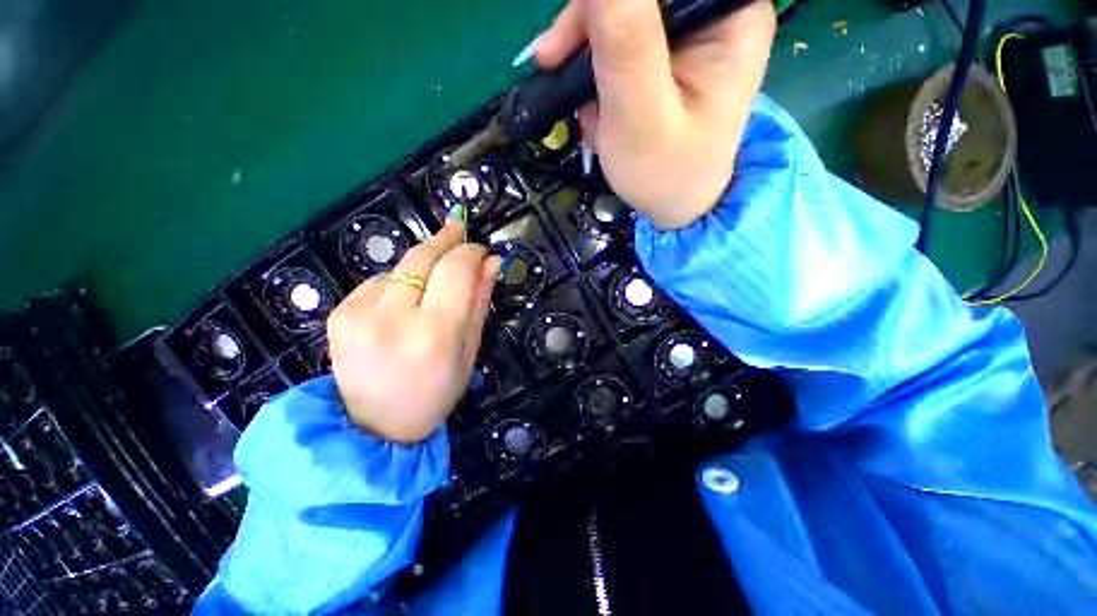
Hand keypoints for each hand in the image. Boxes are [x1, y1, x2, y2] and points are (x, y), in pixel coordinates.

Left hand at [327, 213, 500, 443]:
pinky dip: (398, 283)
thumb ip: (479, 301)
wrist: (374, 427)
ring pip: (401, 265)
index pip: (456, 269)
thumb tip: (492, 261)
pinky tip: (403, 305)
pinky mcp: (339, 313)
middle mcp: (393, 319)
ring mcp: (358, 314)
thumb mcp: (470, 351)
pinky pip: (379, 281)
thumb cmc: (436, 392)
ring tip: (433, 286)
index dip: (470, 251)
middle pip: (423, 256)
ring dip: (423, 265)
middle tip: (459, 229)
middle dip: (445, 239)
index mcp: (435, 335)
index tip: (480, 249)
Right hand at [535, 0, 775, 228]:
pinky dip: (597, 72)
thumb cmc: (665, 174)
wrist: (675, 206)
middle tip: (556, 65)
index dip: (609, 1)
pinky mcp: (668, 52)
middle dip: (592, 28)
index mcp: (731, 15)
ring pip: (621, 12)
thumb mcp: (641, 117)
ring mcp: (691, 31)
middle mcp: (716, 11)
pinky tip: (598, 109)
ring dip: (588, 55)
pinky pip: (620, 39)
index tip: (572, 35)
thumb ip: (626, 43)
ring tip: (585, 109)